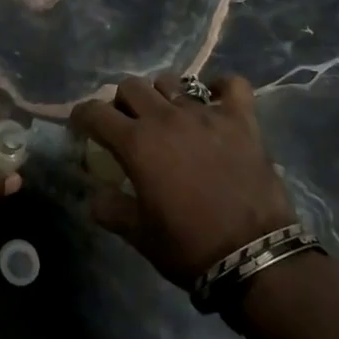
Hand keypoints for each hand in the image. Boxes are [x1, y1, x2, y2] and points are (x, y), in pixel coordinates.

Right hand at [70, 75, 295, 288]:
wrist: (255, 257)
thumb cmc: (189, 246)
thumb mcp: (138, 234)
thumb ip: (110, 208)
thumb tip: (95, 195)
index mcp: (136, 142)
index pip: (94, 112)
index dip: (82, 116)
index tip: (83, 127)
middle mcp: (166, 118)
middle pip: (131, 86)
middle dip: (121, 103)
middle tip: (128, 125)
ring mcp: (206, 114)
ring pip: (172, 82)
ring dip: (162, 95)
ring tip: (168, 117)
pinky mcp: (242, 120)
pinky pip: (232, 85)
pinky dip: (221, 88)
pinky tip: (215, 101)